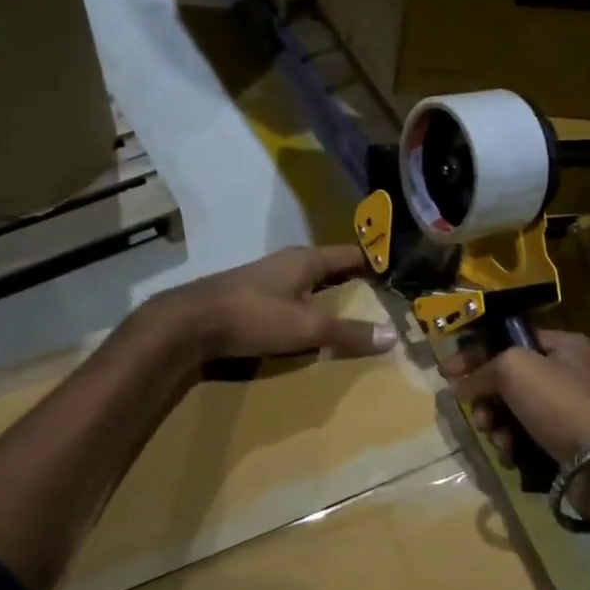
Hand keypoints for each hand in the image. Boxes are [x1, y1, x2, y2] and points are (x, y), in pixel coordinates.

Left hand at [153, 246, 397, 361]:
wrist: (189, 323)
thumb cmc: (253, 316)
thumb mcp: (307, 327)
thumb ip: (348, 333)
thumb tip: (393, 336)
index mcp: (306, 259)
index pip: (351, 254)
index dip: (375, 261)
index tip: (399, 273)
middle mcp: (288, 263)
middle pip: (331, 269)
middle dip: (355, 282)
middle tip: (383, 298)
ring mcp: (266, 279)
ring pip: (309, 284)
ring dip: (329, 297)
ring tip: (353, 315)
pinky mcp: (250, 297)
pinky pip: (291, 299)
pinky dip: (307, 309)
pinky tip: (310, 325)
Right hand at [441, 329, 589, 467]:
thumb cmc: (560, 404)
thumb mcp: (514, 370)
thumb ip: (482, 371)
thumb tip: (460, 386)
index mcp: (561, 345)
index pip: (508, 340)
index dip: (475, 354)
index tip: (446, 373)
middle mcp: (567, 372)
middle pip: (509, 378)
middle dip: (485, 397)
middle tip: (478, 415)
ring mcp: (568, 409)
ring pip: (514, 410)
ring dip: (496, 425)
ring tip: (497, 438)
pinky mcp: (566, 441)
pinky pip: (526, 436)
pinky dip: (513, 445)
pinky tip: (511, 455)